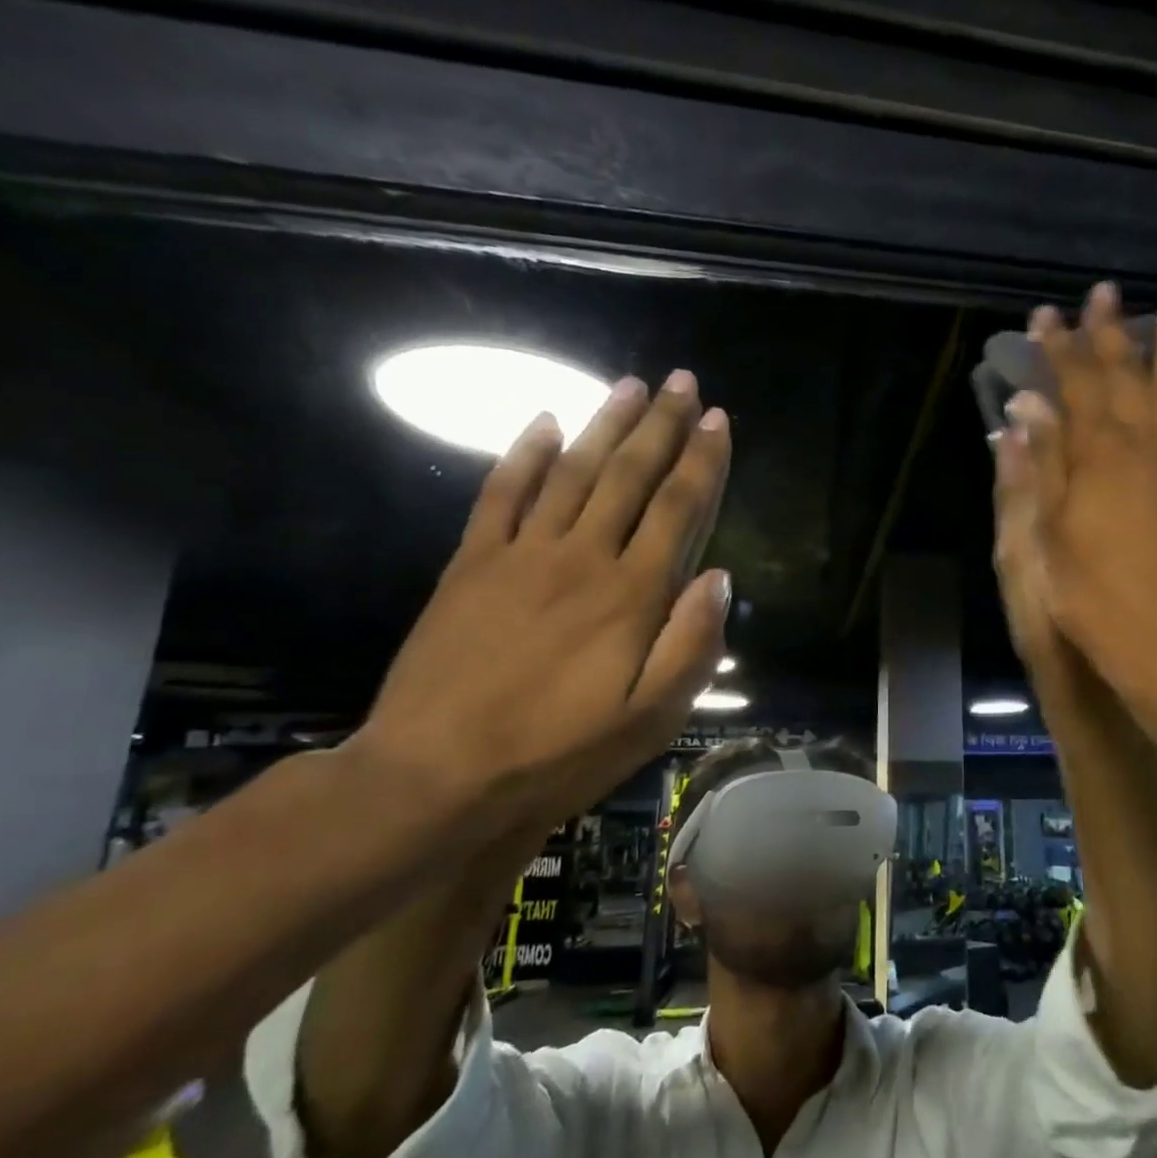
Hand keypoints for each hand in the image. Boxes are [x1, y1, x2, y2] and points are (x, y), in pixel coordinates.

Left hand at [352, 370, 731, 842]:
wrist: (438, 776)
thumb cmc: (560, 753)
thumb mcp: (652, 719)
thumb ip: (692, 644)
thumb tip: (719, 577)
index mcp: (633, 595)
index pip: (679, 509)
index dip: (703, 461)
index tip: (718, 419)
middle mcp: (583, 558)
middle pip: (630, 476)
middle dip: (661, 425)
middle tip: (682, 382)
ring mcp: (521, 555)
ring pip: (572, 471)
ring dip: (604, 425)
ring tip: (629, 386)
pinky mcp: (470, 565)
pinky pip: (500, 494)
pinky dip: (522, 454)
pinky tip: (543, 422)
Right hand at [998, 282, 1156, 702]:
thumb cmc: (1089, 592)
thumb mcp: (1047, 533)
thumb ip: (1041, 464)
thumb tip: (1027, 407)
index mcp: (1099, 456)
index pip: (1077, 386)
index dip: (1059, 349)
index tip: (1045, 314)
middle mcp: (1143, 447)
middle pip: (1127, 377)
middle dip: (1111, 334)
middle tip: (1105, 292)